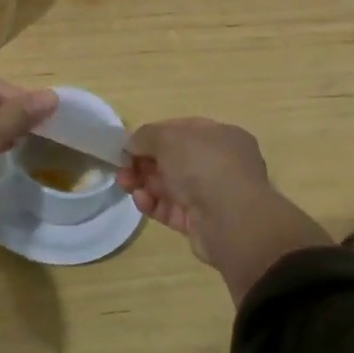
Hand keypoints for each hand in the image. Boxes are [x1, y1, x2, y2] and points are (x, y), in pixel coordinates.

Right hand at [117, 118, 331, 304]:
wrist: (232, 222)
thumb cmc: (204, 166)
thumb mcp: (168, 138)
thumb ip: (145, 136)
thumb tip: (131, 144)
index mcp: (221, 137)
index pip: (181, 130)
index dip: (153, 135)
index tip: (130, 143)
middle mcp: (220, 164)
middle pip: (172, 159)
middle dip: (143, 162)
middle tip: (122, 168)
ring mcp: (211, 195)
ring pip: (169, 185)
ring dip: (143, 182)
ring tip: (124, 184)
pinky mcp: (200, 222)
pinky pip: (171, 209)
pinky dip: (153, 203)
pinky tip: (141, 200)